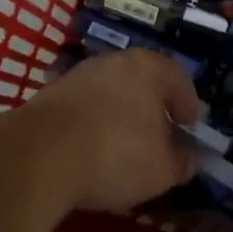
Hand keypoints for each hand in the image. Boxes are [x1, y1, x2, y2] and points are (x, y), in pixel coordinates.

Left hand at [18, 50, 201, 213]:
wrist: (39, 155)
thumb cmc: (116, 154)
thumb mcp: (162, 169)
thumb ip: (183, 162)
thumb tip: (193, 158)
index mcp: (148, 69)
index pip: (177, 78)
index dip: (187, 103)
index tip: (189, 125)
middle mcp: (113, 62)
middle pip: (141, 81)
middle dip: (152, 107)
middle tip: (159, 133)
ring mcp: (77, 76)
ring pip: (109, 92)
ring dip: (119, 114)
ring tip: (123, 145)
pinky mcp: (48, 95)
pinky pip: (83, 107)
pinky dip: (92, 123)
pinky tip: (91, 149)